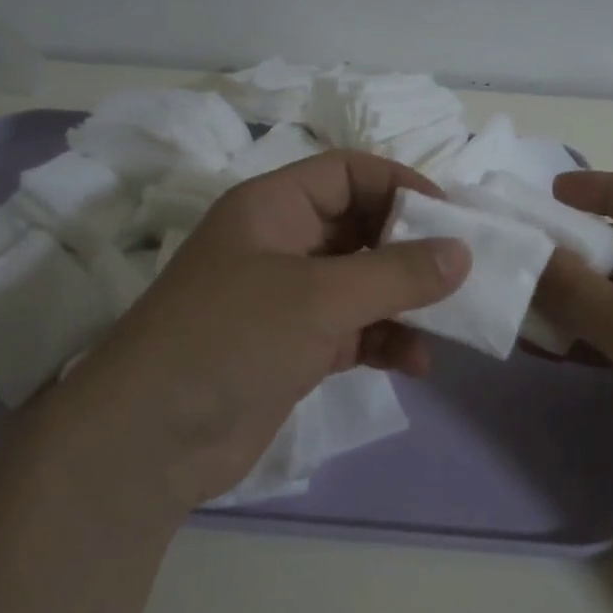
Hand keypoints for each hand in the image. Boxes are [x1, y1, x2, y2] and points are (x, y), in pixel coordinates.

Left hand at [36, 151, 469, 510]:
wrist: (150, 439)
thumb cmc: (231, 339)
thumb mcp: (319, 297)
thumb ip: (396, 273)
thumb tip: (462, 252)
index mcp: (273, 207)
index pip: (348, 173)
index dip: (400, 186)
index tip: (451, 219)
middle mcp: (280, 244)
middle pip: (360, 228)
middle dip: (411, 249)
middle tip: (462, 272)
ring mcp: (285, 300)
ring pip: (361, 284)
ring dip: (404, 301)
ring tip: (450, 323)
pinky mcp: (292, 349)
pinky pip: (353, 331)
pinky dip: (385, 341)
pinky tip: (417, 363)